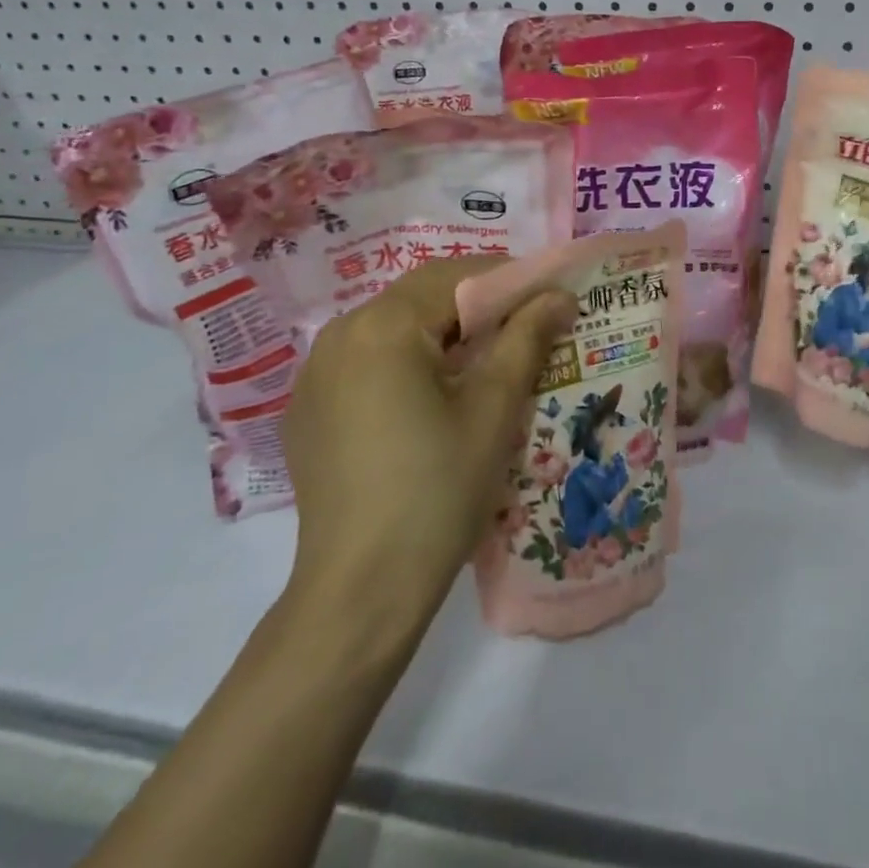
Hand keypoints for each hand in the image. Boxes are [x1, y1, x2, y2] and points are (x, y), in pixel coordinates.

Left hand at [283, 259, 576, 622]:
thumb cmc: (438, 490)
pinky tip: (433, 396)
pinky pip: (367, 361)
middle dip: (476, 305)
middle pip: (420, 297)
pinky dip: (407, 360)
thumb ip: (527, 338)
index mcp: (383, 326)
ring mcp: (316, 373)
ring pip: (393, 327)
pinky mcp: (308, 409)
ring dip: (442, 331)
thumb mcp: (493, 409)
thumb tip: (559, 294)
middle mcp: (339, 334)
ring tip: (485, 361)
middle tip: (525, 326)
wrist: (360, 591)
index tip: (548, 296)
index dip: (508, 279)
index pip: (455, 276)